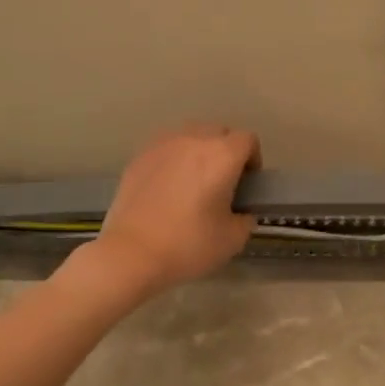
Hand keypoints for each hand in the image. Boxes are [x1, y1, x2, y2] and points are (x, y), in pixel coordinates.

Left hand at [88, 124, 259, 297]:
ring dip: (199, 151)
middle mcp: (192, 141)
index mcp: (221, 156)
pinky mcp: (138, 158)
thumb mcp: (232, 240)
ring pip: (189, 136)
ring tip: (193, 182)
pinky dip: (174, 160)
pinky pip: (165, 149)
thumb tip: (240, 213)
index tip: (248, 183)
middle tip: (223, 182)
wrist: (131, 254)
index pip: (248, 140)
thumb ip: (245, 219)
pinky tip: (168, 188)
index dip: (253, 159)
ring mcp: (161, 146)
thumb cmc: (188, 245)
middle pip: (218, 131)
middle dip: (226, 151)